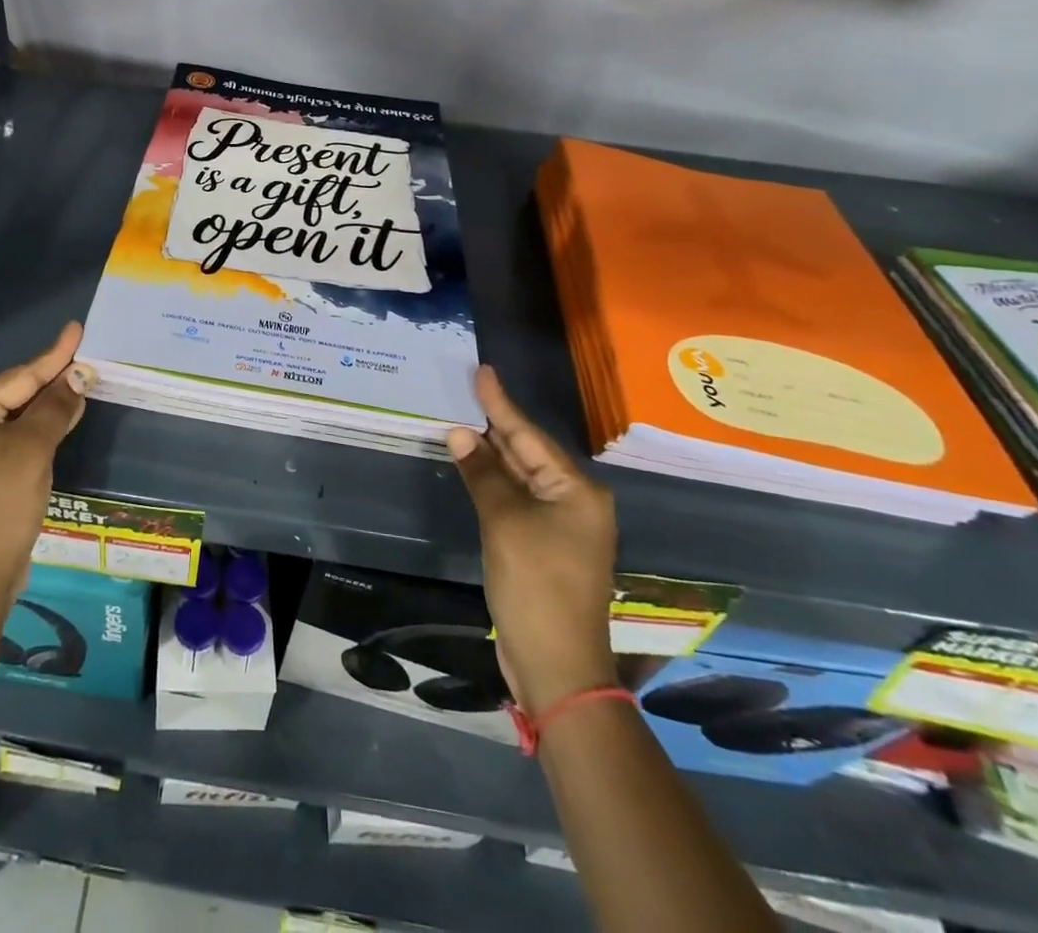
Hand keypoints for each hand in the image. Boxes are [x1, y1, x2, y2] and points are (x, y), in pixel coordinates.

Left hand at [0, 322, 89, 603]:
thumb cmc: (1, 505)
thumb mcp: (33, 449)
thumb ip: (55, 407)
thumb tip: (78, 376)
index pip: (20, 376)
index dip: (54, 355)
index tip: (76, 328)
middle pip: (17, 392)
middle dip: (54, 378)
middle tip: (88, 355)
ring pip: (20, 415)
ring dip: (51, 403)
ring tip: (83, 380)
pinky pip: (18, 436)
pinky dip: (43, 427)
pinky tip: (66, 416)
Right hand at [448, 365, 616, 712]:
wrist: (557, 666)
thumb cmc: (536, 586)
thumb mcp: (505, 523)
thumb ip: (483, 474)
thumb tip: (460, 433)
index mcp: (577, 491)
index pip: (529, 436)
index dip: (500, 404)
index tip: (482, 372)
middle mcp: (575, 502)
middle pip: (528, 452)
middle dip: (496, 424)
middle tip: (467, 390)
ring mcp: (561, 526)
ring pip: (521, 476)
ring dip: (492, 453)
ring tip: (464, 418)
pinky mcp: (544, 546)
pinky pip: (517, 499)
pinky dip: (494, 481)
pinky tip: (474, 465)